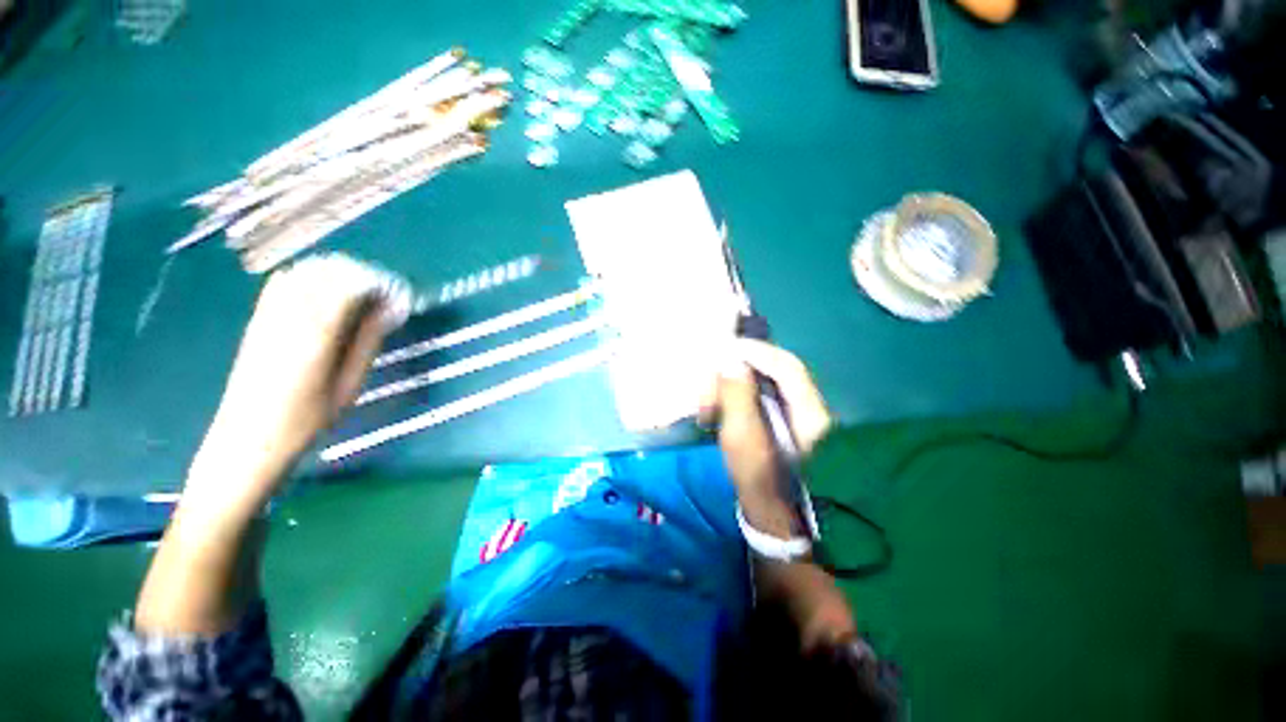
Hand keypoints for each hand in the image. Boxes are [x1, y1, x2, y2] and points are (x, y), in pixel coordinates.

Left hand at [185, 255, 402, 514]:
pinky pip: (285, 281)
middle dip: (364, 275)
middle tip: (386, 295)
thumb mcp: (350, 384)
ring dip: (339, 274)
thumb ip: (369, 340)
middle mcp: (289, 315)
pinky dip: (313, 277)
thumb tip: (392, 309)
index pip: (351, 285)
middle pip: (329, 271)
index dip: (381, 284)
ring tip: (362, 293)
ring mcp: (268, 314)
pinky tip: (328, 294)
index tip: (402, 296)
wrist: (246, 439)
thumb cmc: (308, 419)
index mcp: (316, 334)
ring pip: (306, 270)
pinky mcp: (258, 318)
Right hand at [699, 339, 831, 506]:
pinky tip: (720, 403)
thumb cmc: (759, 484)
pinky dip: (738, 393)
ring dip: (736, 383)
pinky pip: (760, 394)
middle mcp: (809, 408)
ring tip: (711, 399)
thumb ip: (737, 400)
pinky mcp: (783, 421)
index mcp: (810, 415)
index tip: (727, 350)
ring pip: (766, 381)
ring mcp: (797, 415)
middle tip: (711, 383)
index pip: (787, 368)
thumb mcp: (743, 443)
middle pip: (775, 370)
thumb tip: (730, 363)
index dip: (758, 352)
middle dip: (740, 370)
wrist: (773, 518)